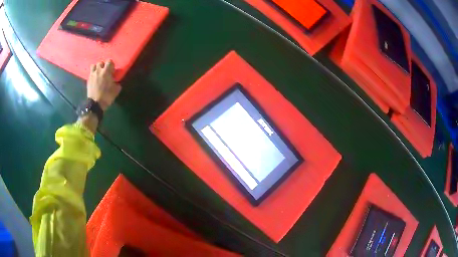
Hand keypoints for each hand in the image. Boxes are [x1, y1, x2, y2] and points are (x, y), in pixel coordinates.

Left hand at [87, 60, 120, 110]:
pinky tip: (94, 78)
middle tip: (104, 71)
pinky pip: (90, 73)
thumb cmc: (107, 96)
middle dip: (103, 66)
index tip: (112, 71)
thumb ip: (117, 84)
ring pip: (93, 66)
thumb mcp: (116, 90)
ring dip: (96, 68)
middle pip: (100, 62)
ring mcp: (92, 75)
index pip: (109, 61)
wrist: (95, 104)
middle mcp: (98, 71)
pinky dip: (92, 74)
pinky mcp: (88, 80)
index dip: (111, 65)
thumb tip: (116, 82)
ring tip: (98, 73)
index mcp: (106, 72)